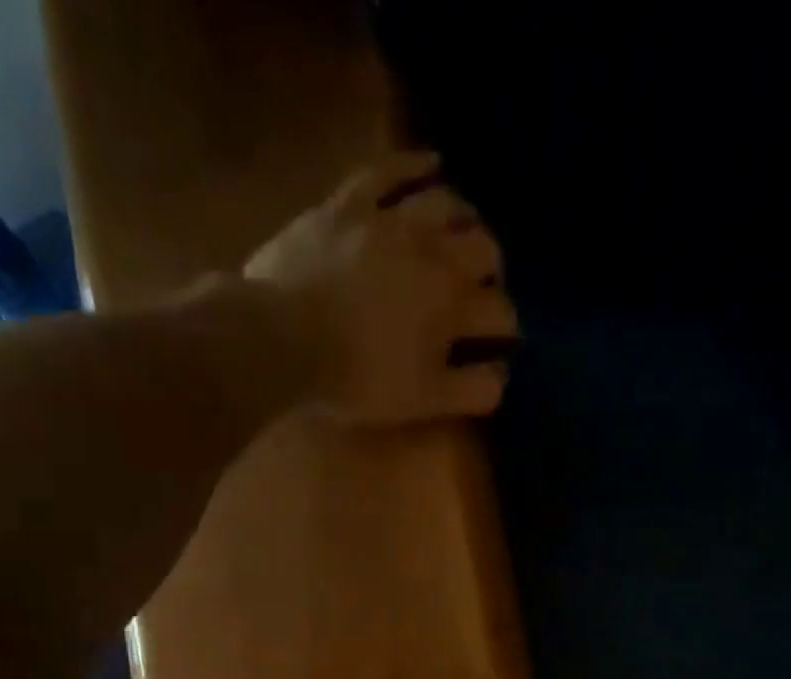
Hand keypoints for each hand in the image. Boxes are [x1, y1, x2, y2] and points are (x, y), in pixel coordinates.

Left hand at [244, 152, 516, 423]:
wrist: (283, 340)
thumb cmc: (357, 378)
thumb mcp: (422, 401)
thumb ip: (471, 390)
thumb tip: (503, 375)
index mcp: (453, 306)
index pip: (500, 312)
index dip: (506, 329)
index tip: (501, 342)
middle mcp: (434, 253)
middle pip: (483, 249)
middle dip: (493, 269)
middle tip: (485, 283)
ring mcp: (391, 221)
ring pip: (446, 204)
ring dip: (465, 217)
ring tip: (466, 228)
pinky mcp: (351, 203)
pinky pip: (390, 170)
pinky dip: (415, 164)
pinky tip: (432, 164)